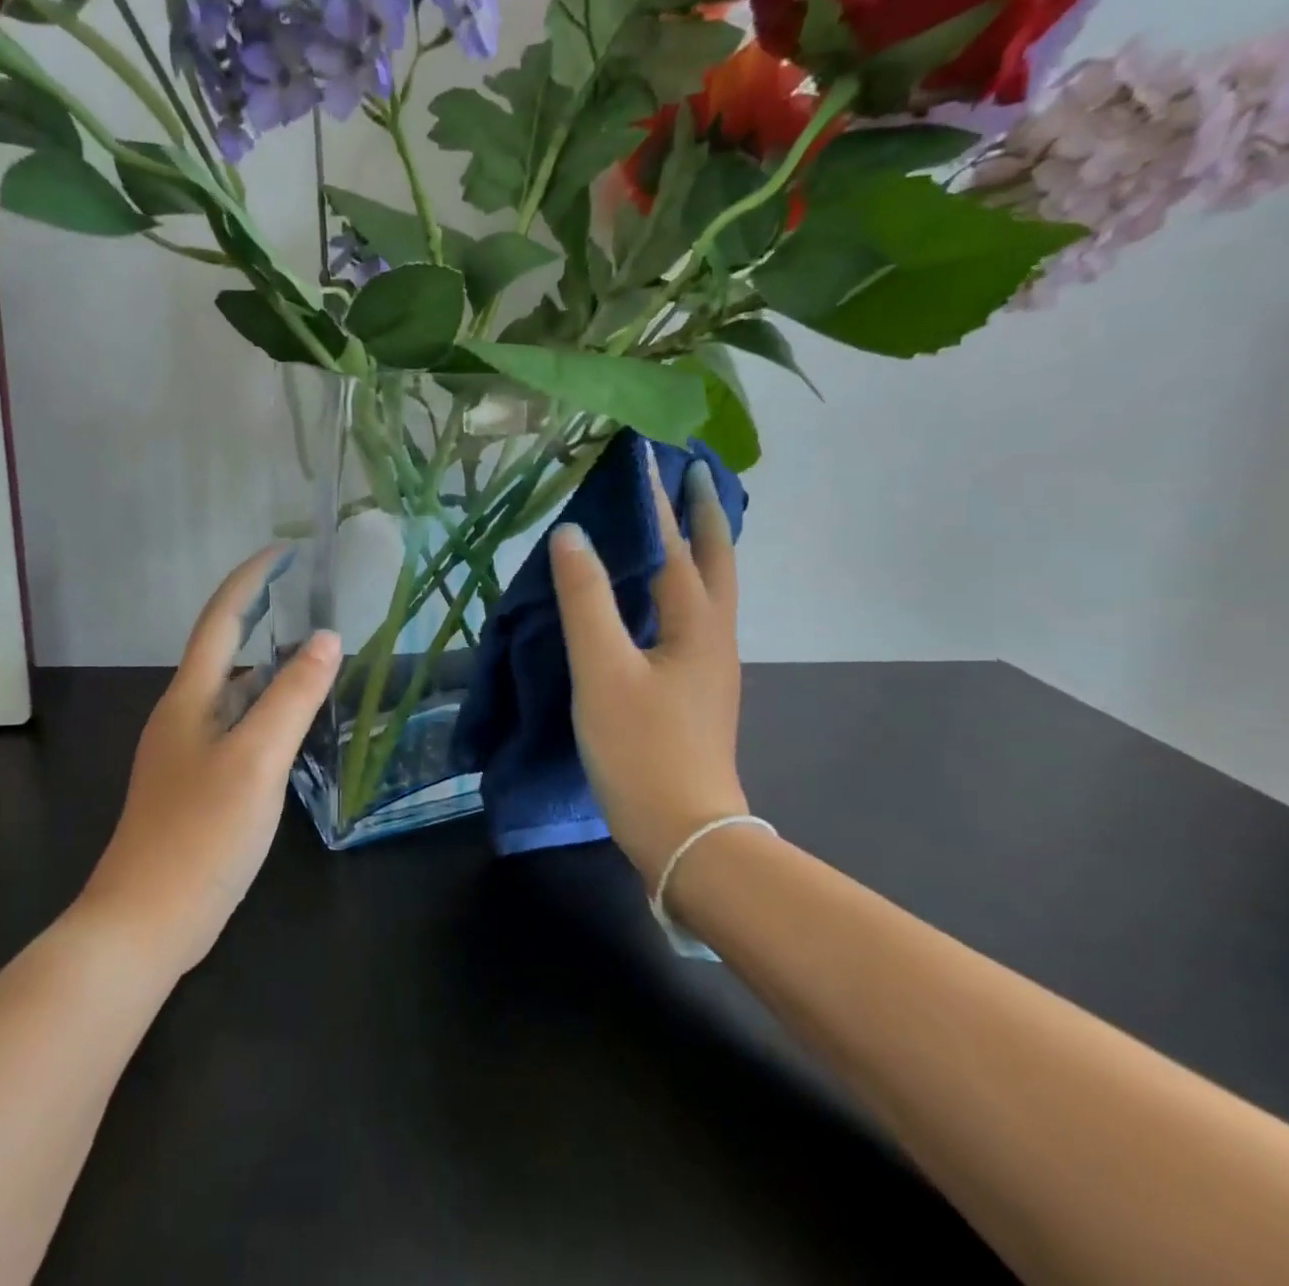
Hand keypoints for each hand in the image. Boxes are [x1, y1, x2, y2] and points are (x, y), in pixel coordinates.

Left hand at [80, 548, 338, 975]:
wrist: (144, 922)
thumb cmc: (201, 833)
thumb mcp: (257, 759)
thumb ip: (293, 697)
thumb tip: (327, 638)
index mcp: (191, 698)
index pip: (221, 620)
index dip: (250, 580)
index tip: (285, 551)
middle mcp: (185, 715)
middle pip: (227, 652)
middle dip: (264, 618)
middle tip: (313, 602)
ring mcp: (188, 753)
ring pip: (235, 695)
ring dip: (271, 670)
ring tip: (317, 658)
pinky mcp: (198, 785)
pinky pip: (239, 729)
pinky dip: (268, 712)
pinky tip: (294, 726)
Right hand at [548, 453, 747, 886]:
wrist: (683, 832)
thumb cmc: (642, 748)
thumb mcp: (604, 670)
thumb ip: (586, 600)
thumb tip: (572, 535)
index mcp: (696, 623)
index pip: (675, 544)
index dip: (657, 500)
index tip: (645, 456)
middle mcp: (713, 635)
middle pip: (716, 560)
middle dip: (705, 514)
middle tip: (691, 472)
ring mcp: (709, 665)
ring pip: (708, 589)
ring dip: (696, 547)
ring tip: (674, 519)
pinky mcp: (695, 688)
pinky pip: (691, 617)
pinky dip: (679, 586)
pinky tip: (656, 594)